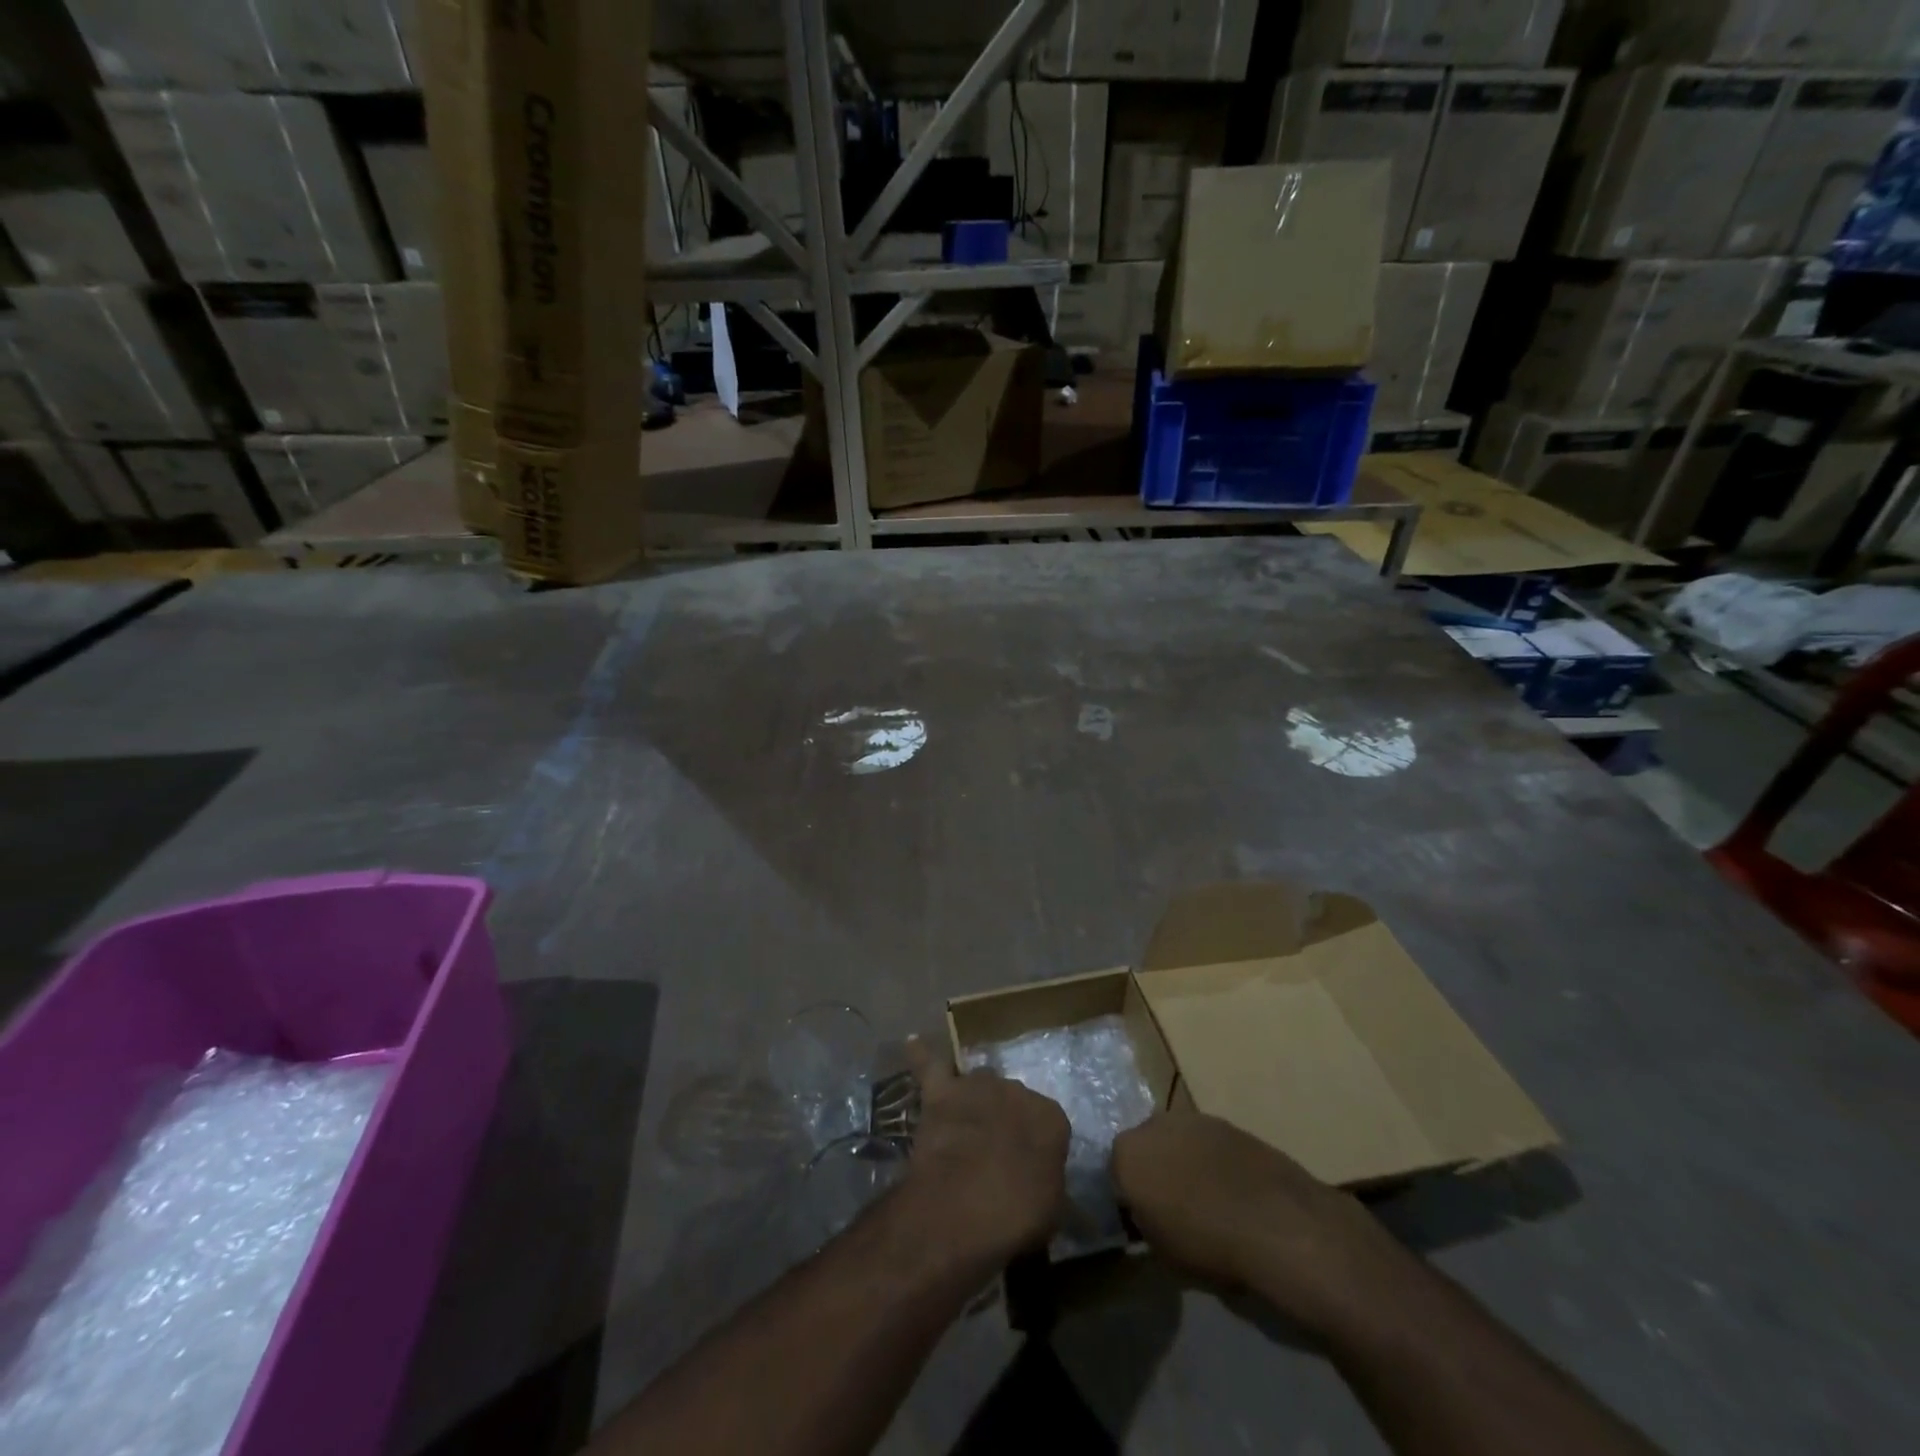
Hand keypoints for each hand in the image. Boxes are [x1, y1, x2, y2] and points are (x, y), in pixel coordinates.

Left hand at [899, 1037, 1069, 1267]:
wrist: (962, 1207)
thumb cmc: (1015, 1216)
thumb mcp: (1051, 1210)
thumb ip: (1048, 1182)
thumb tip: (1041, 1180)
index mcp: (1051, 1117)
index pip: (1048, 1124)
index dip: (1035, 1146)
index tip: (1027, 1168)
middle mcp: (1016, 1090)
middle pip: (1010, 1098)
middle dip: (1004, 1119)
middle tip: (994, 1153)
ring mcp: (976, 1086)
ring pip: (977, 1082)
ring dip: (973, 1098)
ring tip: (965, 1122)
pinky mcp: (941, 1092)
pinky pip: (929, 1064)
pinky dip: (921, 1055)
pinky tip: (913, 1042)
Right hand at [1112, 1109, 1408, 1335]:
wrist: (1279, 1225)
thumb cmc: (1209, 1245)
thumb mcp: (1161, 1251)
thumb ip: (1144, 1222)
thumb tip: (1145, 1214)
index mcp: (1127, 1152)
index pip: (1113, 1171)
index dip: (1127, 1198)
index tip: (1141, 1221)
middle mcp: (1154, 1124)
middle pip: (1145, 1147)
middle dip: (1153, 1170)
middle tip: (1171, 1208)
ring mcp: (1195, 1119)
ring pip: (1178, 1141)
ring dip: (1184, 1162)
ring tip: (1206, 1201)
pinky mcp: (1231, 1123)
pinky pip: (1210, 1144)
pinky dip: (1215, 1162)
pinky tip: (1233, 1193)